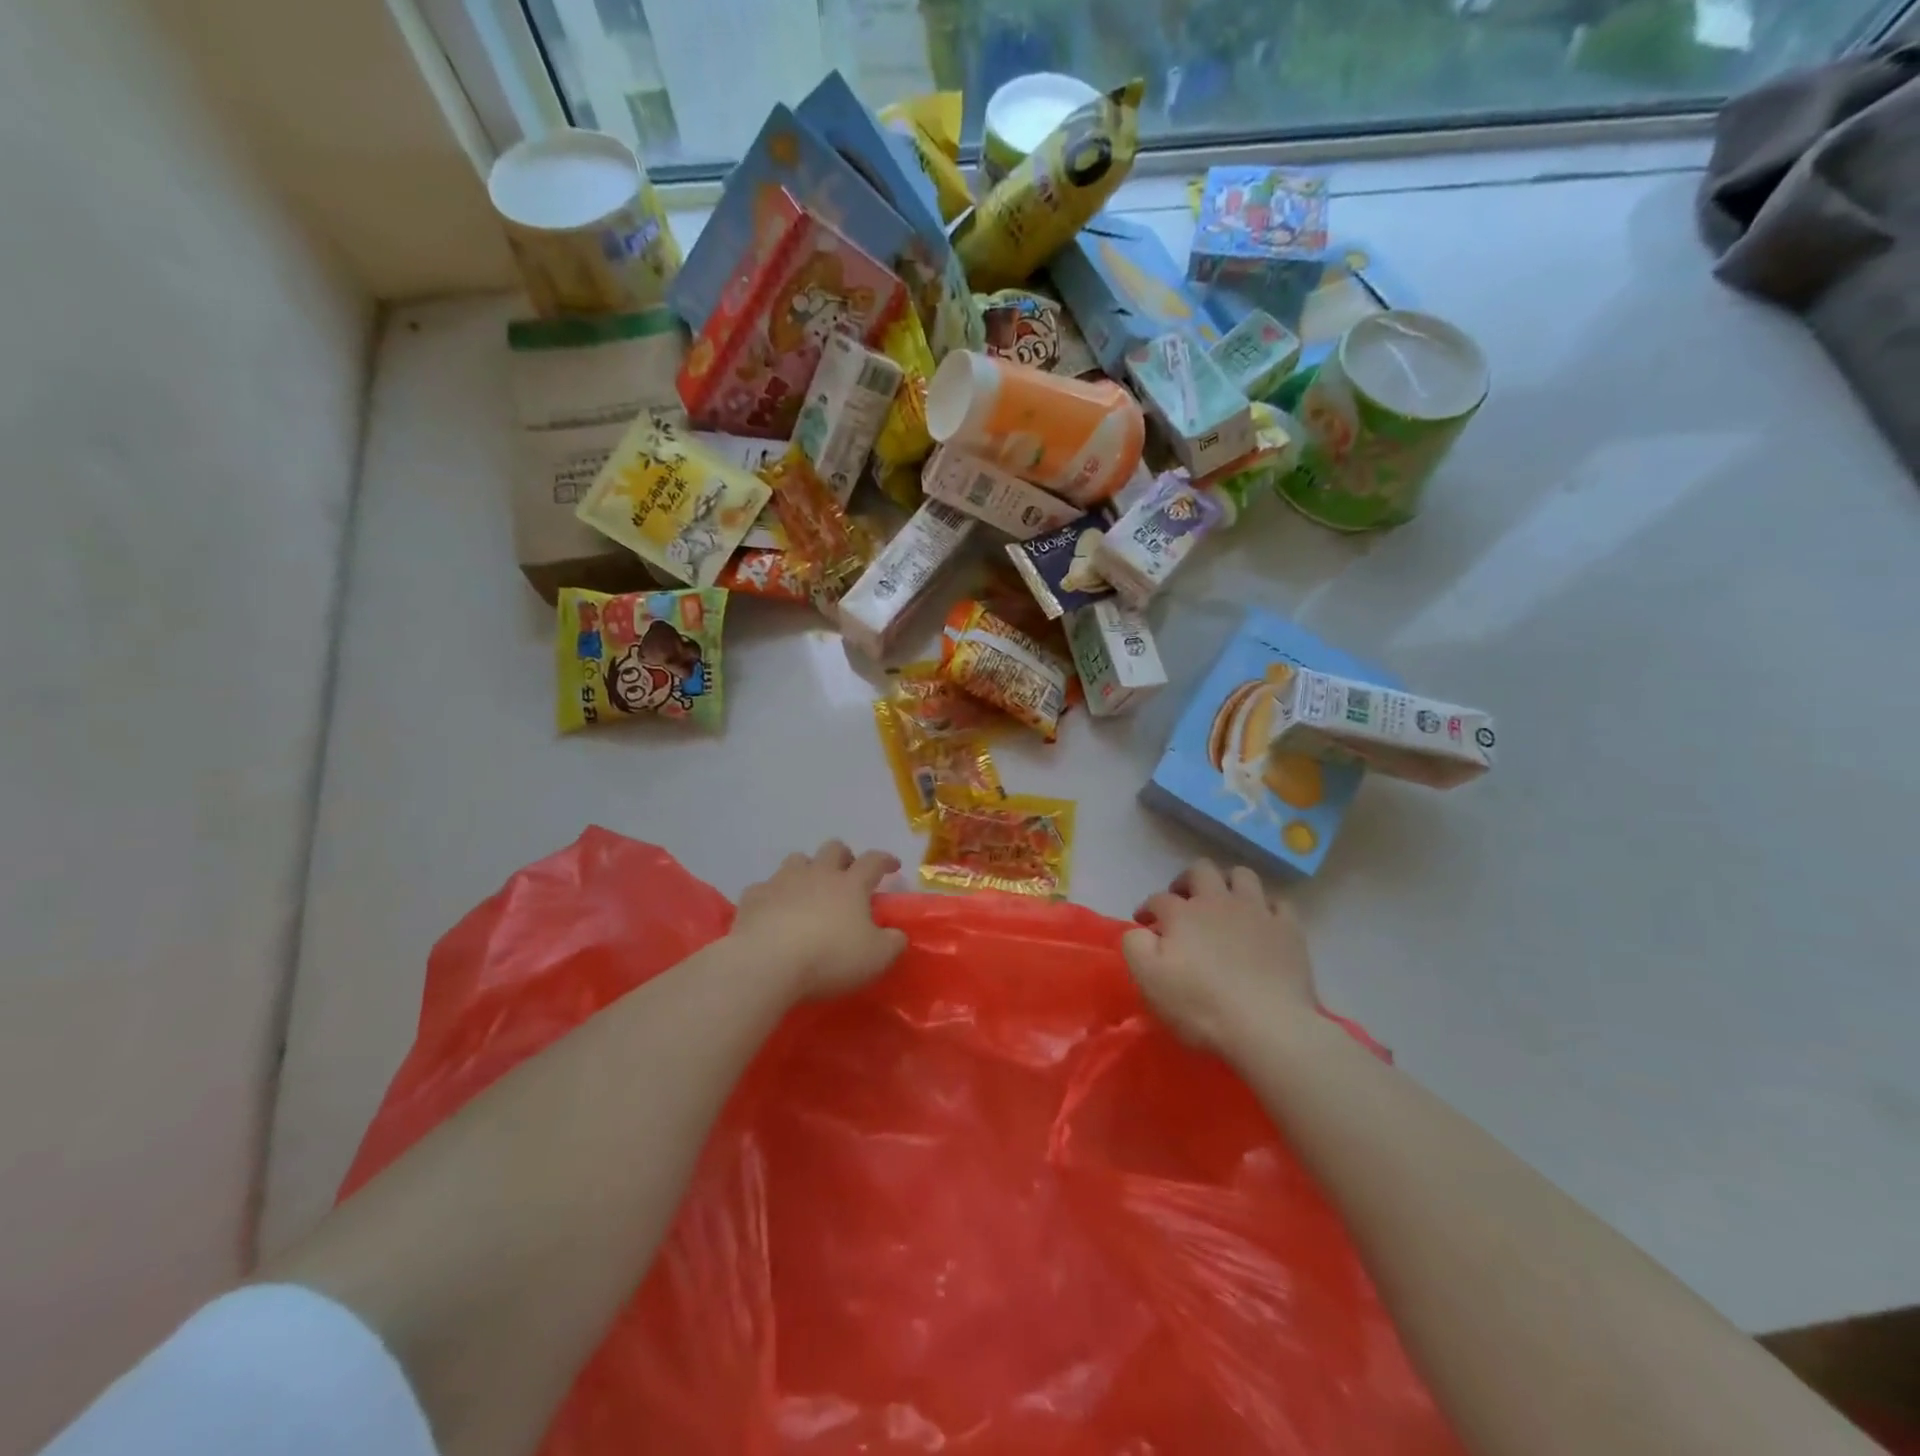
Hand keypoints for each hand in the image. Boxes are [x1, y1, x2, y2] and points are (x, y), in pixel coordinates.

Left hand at [732, 841, 908, 1000]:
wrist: (767, 963)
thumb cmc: (829, 957)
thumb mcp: (876, 958)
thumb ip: (893, 943)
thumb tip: (897, 934)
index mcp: (850, 885)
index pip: (873, 861)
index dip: (885, 860)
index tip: (892, 866)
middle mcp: (817, 874)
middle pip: (833, 849)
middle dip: (844, 856)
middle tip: (847, 873)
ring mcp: (782, 881)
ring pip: (797, 860)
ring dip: (807, 868)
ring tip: (809, 888)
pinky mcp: (753, 897)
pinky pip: (764, 887)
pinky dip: (773, 895)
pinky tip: (773, 910)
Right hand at [1123, 859, 1318, 1059]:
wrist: (1268, 1027)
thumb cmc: (1201, 1005)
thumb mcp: (1149, 979)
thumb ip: (1135, 945)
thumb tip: (1140, 930)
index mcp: (1182, 913)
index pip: (1158, 899)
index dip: (1148, 909)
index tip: (1145, 925)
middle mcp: (1218, 901)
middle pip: (1200, 871)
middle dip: (1186, 881)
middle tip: (1182, 903)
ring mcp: (1257, 912)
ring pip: (1242, 875)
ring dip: (1228, 883)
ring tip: (1223, 904)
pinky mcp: (1288, 930)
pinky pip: (1278, 903)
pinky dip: (1266, 908)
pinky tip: (1261, 923)